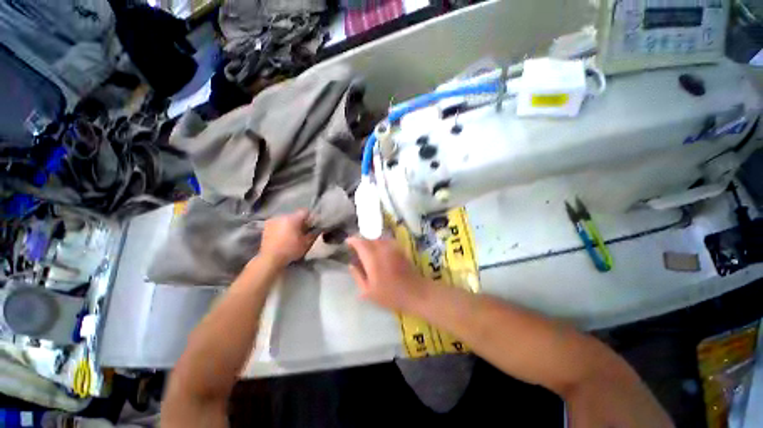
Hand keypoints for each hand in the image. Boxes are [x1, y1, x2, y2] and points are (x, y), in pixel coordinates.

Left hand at [260, 210, 317, 266]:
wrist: (270, 259)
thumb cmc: (291, 250)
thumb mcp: (307, 243)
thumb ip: (314, 233)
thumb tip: (319, 228)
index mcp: (293, 218)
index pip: (305, 211)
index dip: (311, 217)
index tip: (312, 225)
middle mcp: (282, 216)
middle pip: (295, 215)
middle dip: (300, 221)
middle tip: (303, 231)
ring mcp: (272, 220)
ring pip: (286, 218)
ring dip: (290, 224)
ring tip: (292, 234)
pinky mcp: (266, 226)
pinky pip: (278, 223)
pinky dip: (282, 227)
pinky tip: (283, 236)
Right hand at [346, 237, 430, 311]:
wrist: (415, 292)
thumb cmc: (390, 295)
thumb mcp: (368, 291)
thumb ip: (357, 276)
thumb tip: (351, 265)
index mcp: (372, 259)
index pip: (360, 243)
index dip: (352, 240)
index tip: (347, 242)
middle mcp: (382, 249)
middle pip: (369, 238)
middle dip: (360, 239)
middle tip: (355, 246)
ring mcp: (392, 248)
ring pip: (378, 238)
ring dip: (370, 240)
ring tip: (366, 247)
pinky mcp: (399, 249)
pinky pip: (386, 241)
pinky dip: (379, 242)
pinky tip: (378, 250)